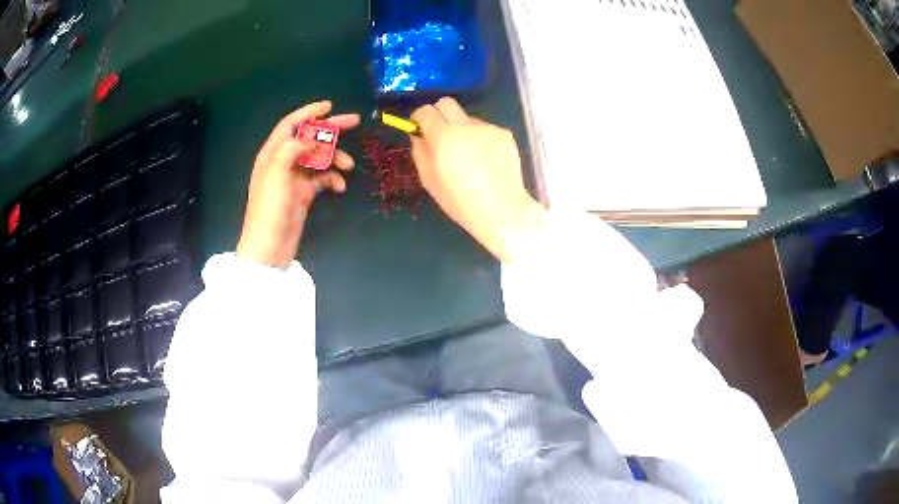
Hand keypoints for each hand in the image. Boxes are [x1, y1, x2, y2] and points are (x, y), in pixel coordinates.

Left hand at [237, 101, 359, 268]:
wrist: (270, 245)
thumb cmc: (270, 208)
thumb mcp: (277, 173)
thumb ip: (292, 148)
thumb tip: (311, 136)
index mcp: (273, 153)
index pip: (291, 124)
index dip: (309, 112)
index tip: (329, 105)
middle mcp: (283, 161)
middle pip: (309, 137)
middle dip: (330, 130)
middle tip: (354, 122)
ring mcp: (294, 178)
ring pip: (319, 158)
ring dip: (335, 158)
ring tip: (348, 166)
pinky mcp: (304, 193)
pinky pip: (322, 178)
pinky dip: (332, 179)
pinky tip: (340, 186)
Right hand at [411, 98, 544, 262]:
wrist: (502, 209)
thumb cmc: (460, 201)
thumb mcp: (429, 180)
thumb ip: (420, 152)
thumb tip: (419, 135)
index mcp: (443, 137)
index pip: (425, 111)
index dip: (419, 117)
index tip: (419, 128)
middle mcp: (466, 126)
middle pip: (446, 103)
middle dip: (439, 114)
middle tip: (440, 134)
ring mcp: (488, 128)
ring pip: (467, 118)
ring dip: (461, 130)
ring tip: (468, 157)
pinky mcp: (504, 134)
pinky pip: (485, 130)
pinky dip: (480, 139)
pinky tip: (485, 161)